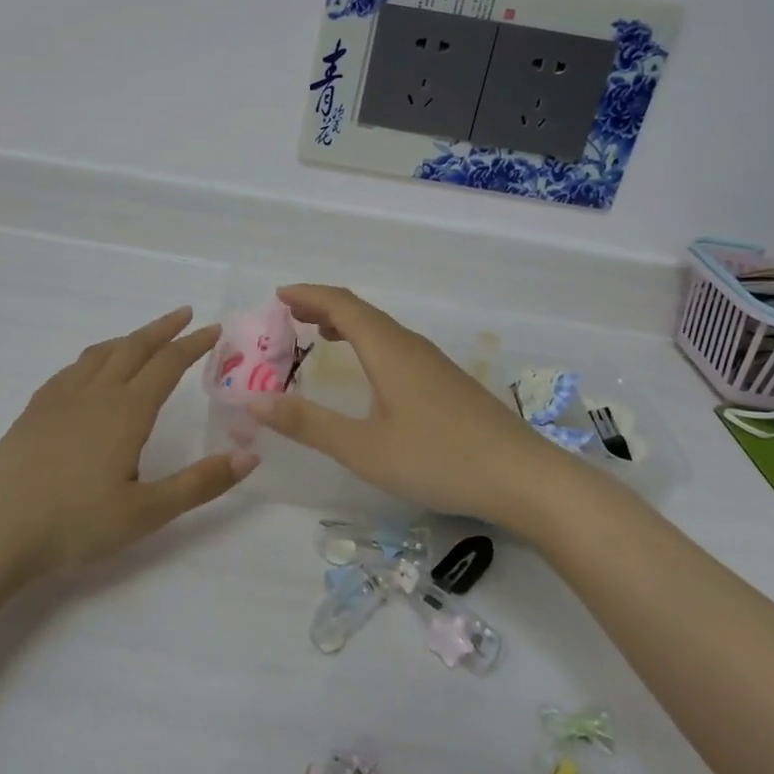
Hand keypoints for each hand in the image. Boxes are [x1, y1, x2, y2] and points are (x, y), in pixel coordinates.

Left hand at [0, 307, 256, 576]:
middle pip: (134, 347)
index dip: (193, 344)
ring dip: (128, 339)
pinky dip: (95, 357)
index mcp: (126, 411)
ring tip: (143, 338)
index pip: (167, 365)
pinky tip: (91, 372)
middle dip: (163, 329)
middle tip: (185, 315)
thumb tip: (250, 457)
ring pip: (101, 353)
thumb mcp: (147, 512)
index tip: (214, 329)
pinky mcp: (35, 410)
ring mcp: (60, 398)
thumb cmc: (75, 523)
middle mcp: (95, 393)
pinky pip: (73, 368)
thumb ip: (200, 484)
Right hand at [248, 284, 562, 530]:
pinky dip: (367, 343)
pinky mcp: (447, 382)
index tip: (277, 296)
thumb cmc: (438, 459)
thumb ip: (307, 423)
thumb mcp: (363, 448)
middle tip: (287, 314)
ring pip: (382, 329)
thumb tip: (250, 402)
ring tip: (318, 334)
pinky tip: (367, 370)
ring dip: (346, 324)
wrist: (523, 478)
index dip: (308, 295)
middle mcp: (410, 346)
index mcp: (388, 350)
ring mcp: (433, 363)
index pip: (342, 305)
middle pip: (362, 311)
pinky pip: (396, 346)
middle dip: (322, 306)